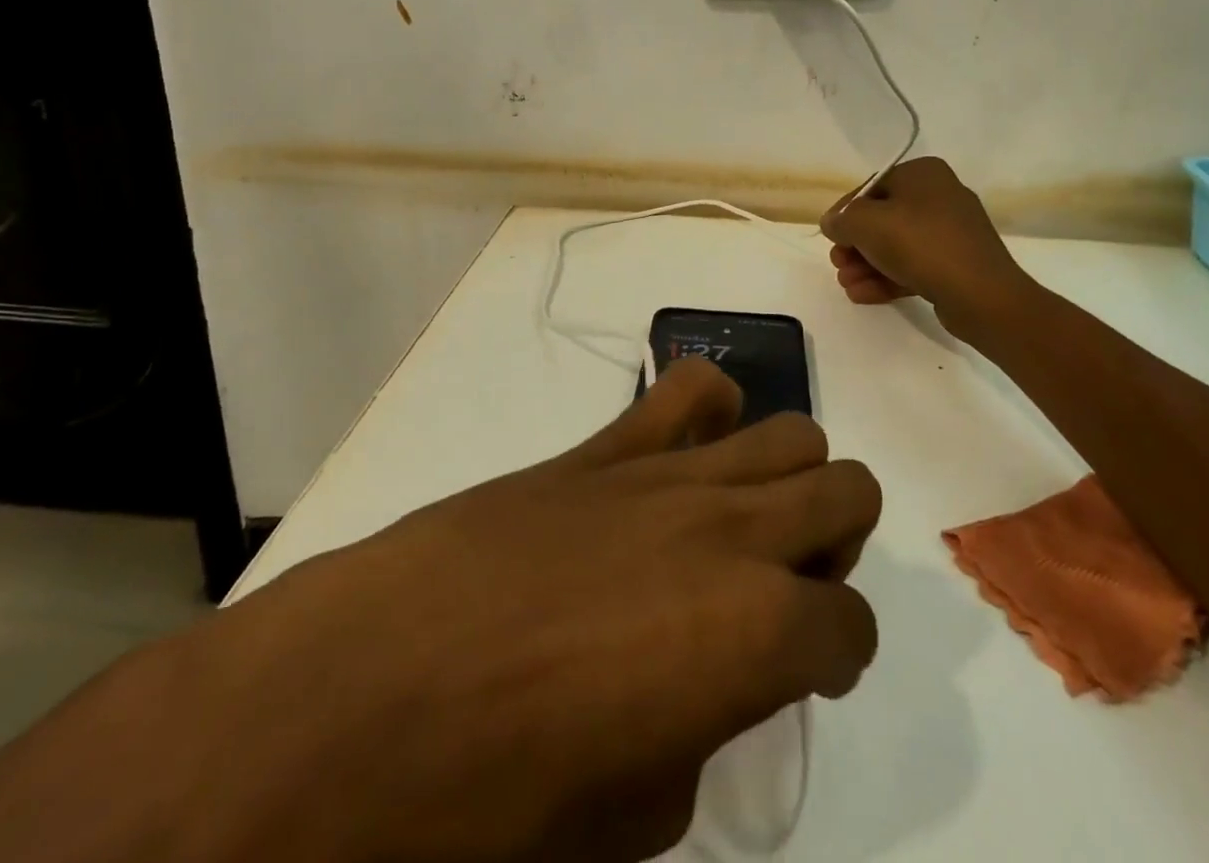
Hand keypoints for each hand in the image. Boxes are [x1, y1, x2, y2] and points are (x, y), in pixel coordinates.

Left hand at [165, 358, 880, 862]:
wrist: (357, 700)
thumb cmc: (491, 800)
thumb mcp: (627, 821)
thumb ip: (694, 741)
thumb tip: (700, 690)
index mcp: (755, 632)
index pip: (851, 627)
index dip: (836, 658)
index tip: (802, 676)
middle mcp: (733, 530)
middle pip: (846, 490)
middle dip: (834, 545)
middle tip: (780, 594)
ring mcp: (669, 472)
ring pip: (789, 431)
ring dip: (787, 479)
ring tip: (739, 525)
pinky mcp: (605, 445)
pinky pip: (688, 388)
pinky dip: (708, 411)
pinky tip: (683, 456)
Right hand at [821, 157, 1021, 331]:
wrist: (981, 294)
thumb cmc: (920, 244)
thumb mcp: (867, 224)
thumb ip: (842, 219)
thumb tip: (832, 222)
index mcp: (923, 174)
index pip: (871, 188)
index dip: (845, 213)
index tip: (830, 238)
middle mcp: (940, 195)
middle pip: (882, 219)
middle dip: (855, 245)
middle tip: (838, 265)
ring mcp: (951, 232)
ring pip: (896, 245)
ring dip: (866, 265)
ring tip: (848, 285)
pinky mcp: (956, 264)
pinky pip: (914, 265)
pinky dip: (887, 277)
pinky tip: (863, 295)